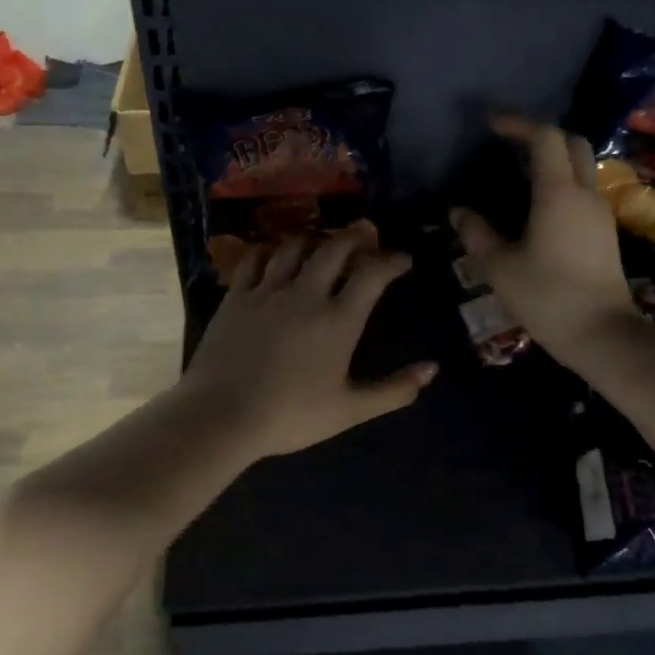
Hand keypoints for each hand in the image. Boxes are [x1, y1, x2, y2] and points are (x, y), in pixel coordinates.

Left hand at [180, 224, 437, 460]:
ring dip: (314, 240)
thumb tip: (432, 369)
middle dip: (356, 238)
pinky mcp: (236, 296)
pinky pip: (255, 259)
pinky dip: (270, 251)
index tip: (403, 260)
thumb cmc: (290, 416)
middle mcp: (306, 294)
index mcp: (339, 320)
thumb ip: (394, 390)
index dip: (392, 260)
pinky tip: (274, 256)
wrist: (222, 416)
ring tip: (322, 245)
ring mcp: (267, 291)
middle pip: (335, 248)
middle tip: (365, 241)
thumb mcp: (350, 410)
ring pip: (295, 246)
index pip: (373, 274)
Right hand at [452, 117, 637, 359]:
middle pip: (572, 143)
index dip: (518, 124)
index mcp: (558, 193)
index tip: (491, 126)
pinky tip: (538, 208)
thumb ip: (476, 234)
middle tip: (510, 146)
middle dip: (542, 136)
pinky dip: (562, 185)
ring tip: (519, 177)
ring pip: (582, 168)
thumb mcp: (499, 267)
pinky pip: (584, 192)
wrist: (602, 333)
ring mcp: (600, 212)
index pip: (545, 137)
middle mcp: (585, 193)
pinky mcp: (605, 233)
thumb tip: (458, 212)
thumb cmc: (547, 297)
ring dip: (554, 161)